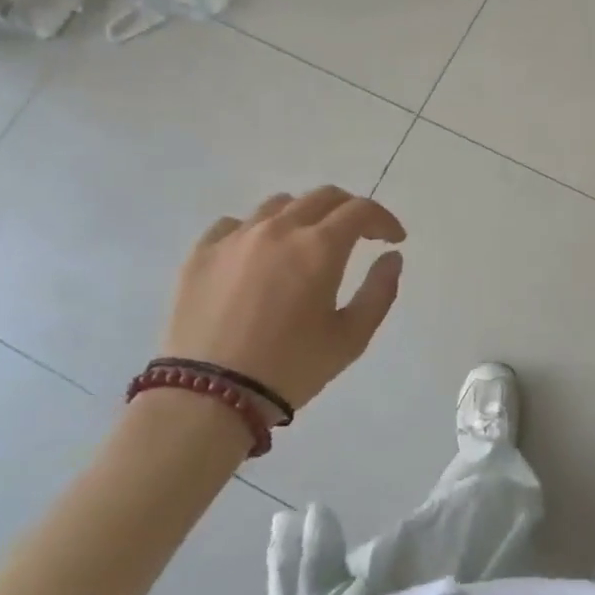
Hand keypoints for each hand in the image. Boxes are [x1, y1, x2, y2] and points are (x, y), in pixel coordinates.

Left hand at [162, 187, 405, 412]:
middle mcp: (278, 229)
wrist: (209, 397)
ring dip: (304, 216)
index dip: (384, 219)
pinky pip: (235, 224)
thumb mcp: (350, 339)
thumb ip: (379, 292)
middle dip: (349, 210)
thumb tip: (391, 257)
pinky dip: (257, 231)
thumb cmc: (290, 369)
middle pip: (322, 197)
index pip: (360, 210)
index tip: (393, 239)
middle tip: (359, 235)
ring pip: (278, 205)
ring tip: (307, 244)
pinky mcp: (201, 253)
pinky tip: (258, 256)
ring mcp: (235, 237)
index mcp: (319, 247)